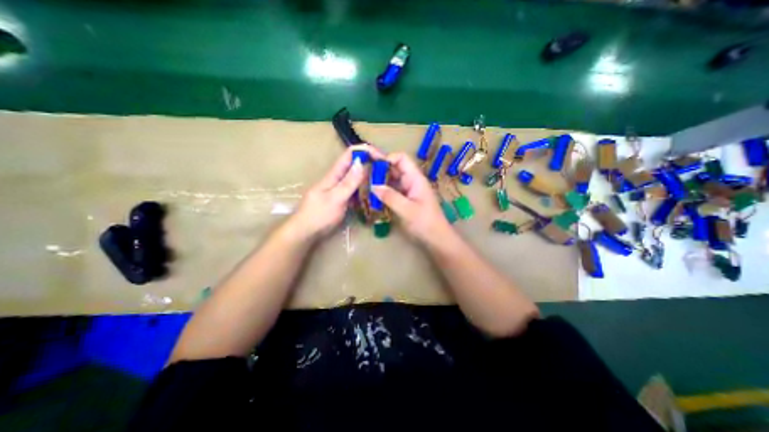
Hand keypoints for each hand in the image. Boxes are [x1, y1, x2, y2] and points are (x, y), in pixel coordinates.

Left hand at [287, 144, 376, 238]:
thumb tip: (361, 163)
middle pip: (356, 164)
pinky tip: (374, 194)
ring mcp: (341, 188)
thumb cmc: (318, 215)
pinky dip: (365, 189)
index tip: (382, 157)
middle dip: (371, 163)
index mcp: (335, 174)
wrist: (305, 232)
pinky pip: (356, 189)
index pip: (351, 154)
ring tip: (385, 182)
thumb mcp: (335, 198)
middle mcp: (338, 178)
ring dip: (370, 176)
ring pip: (357, 177)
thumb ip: (348, 182)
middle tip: (388, 171)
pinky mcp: (342, 198)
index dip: (366, 151)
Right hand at [371, 151, 451, 245]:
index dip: (387, 157)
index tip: (371, 162)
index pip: (401, 159)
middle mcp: (411, 181)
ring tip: (363, 179)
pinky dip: (382, 189)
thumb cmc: (425, 223)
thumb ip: (390, 197)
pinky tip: (371, 192)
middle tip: (361, 168)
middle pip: (394, 167)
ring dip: (379, 178)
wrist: (436, 238)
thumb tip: (373, 186)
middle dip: (379, 166)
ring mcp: (408, 190)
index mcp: (415, 178)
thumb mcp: (407, 210)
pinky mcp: (404, 199)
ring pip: (392, 178)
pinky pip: (391, 189)